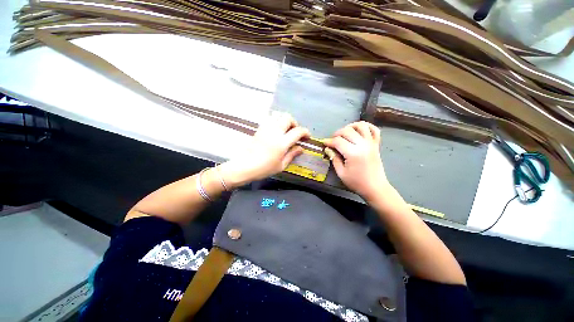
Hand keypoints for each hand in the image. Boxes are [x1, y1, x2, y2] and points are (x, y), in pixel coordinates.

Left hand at [220, 112, 309, 186]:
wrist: (244, 166)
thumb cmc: (264, 169)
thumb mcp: (281, 165)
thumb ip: (292, 155)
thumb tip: (301, 148)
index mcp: (282, 143)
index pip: (297, 131)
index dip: (305, 132)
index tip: (307, 136)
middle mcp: (274, 132)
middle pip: (288, 118)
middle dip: (295, 123)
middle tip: (295, 132)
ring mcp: (265, 129)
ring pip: (278, 115)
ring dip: (284, 119)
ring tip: (285, 128)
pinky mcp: (259, 129)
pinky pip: (269, 118)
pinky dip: (275, 120)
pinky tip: (276, 129)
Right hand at [324, 121, 389, 200]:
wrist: (375, 188)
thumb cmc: (356, 182)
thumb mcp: (341, 173)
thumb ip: (334, 158)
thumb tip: (328, 149)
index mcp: (353, 153)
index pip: (338, 141)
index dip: (329, 141)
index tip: (324, 143)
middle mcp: (363, 145)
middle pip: (347, 131)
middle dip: (337, 133)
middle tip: (332, 140)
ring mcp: (371, 143)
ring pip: (361, 126)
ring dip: (351, 126)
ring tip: (345, 132)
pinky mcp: (376, 145)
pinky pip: (374, 130)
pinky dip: (367, 126)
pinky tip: (359, 130)